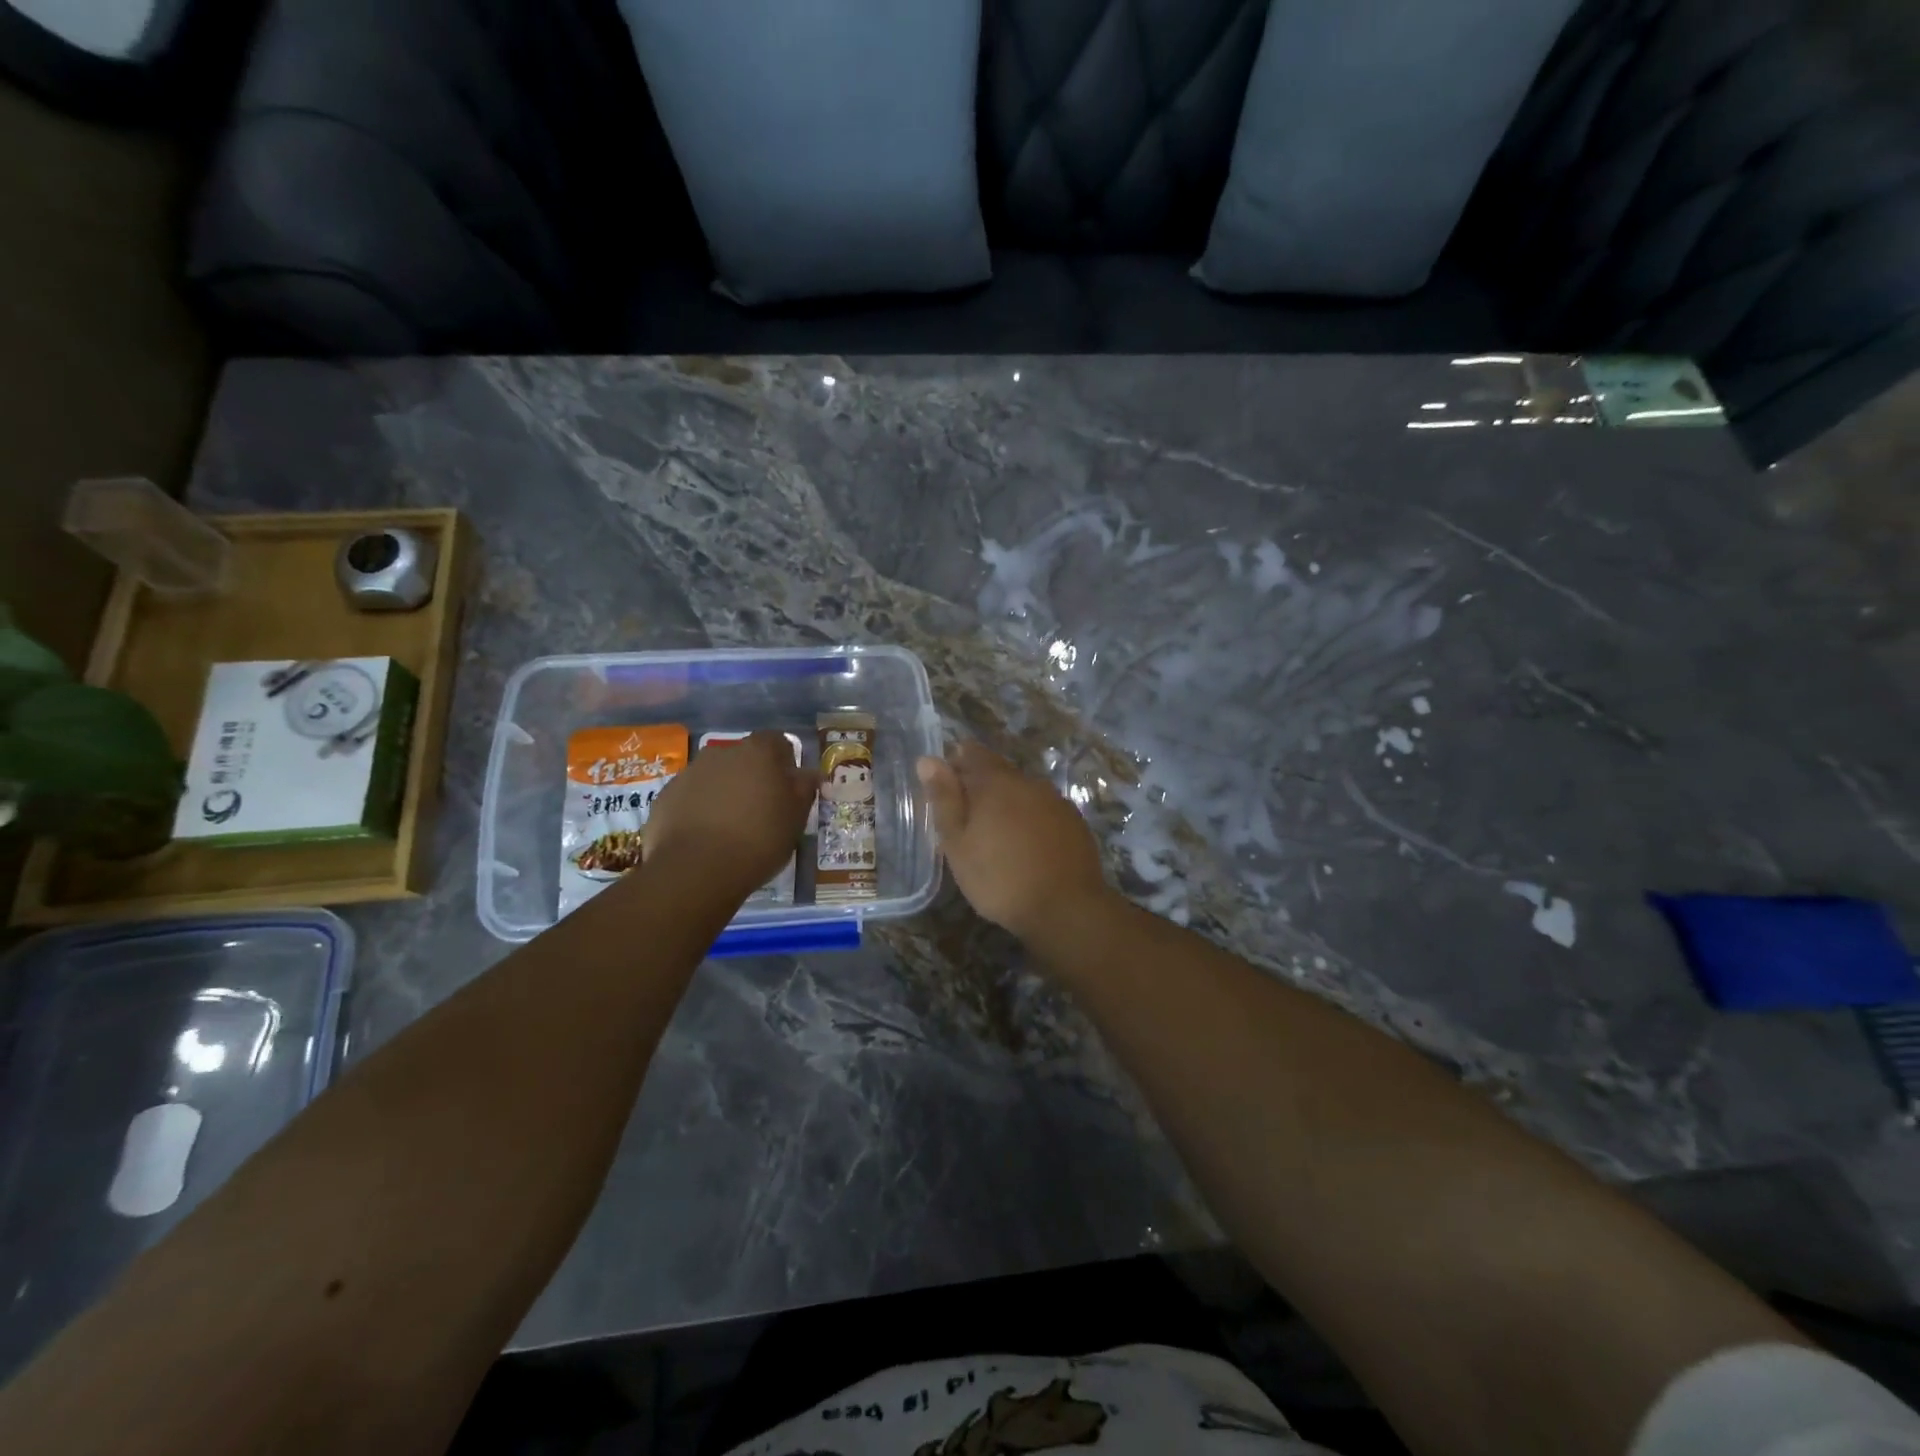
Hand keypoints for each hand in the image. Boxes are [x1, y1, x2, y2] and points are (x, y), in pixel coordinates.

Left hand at [645, 731, 816, 892]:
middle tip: (761, 809)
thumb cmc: (758, 840)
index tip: (788, 788)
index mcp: (758, 752)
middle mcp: (721, 752)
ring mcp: (689, 773)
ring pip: (715, 776)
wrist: (696, 870)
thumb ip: (804, 789)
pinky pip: (690, 797)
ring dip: (724, 792)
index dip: (785, 762)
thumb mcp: (796, 818)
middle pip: (743, 757)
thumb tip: (808, 773)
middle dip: (753, 776)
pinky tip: (705, 837)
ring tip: (730, 827)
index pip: (778, 741)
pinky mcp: (665, 797)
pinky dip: (699, 809)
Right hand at [916, 742, 1112, 942]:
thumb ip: (944, 799)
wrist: (1066, 908)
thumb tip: (928, 760)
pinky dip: (1030, 819)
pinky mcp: (1074, 822)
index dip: (955, 763)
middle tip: (966, 817)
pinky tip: (1026, 845)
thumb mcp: (958, 843)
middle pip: (999, 771)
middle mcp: (1028, 782)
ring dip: (1007, 803)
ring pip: (1023, 791)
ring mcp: (1056, 801)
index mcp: (996, 782)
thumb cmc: (1000, 878)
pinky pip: (1044, 810)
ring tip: (995, 834)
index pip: (972, 752)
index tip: (945, 787)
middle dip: (980, 785)